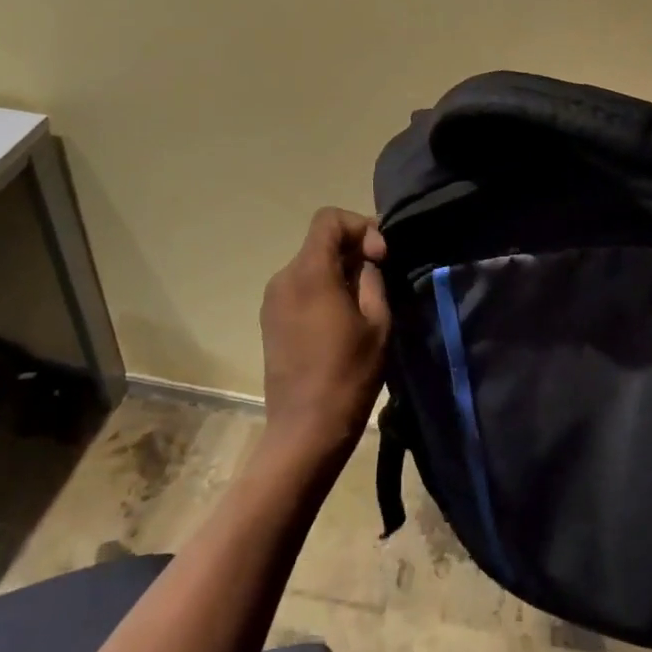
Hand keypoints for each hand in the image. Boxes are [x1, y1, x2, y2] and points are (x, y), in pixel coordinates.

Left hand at [258, 208, 391, 463]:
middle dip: (353, 249)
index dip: (360, 227)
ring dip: (339, 270)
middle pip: (320, 241)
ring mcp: (272, 300)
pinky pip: (300, 286)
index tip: (380, 257)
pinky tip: (341, 319)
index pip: (329, 219)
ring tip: (364, 301)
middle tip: (380, 278)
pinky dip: (324, 288)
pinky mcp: (270, 320)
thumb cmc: (348, 375)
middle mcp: (283, 278)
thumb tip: (368, 259)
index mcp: (309, 273)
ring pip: (311, 264)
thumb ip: (372, 279)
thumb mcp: (377, 322)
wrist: (305, 431)